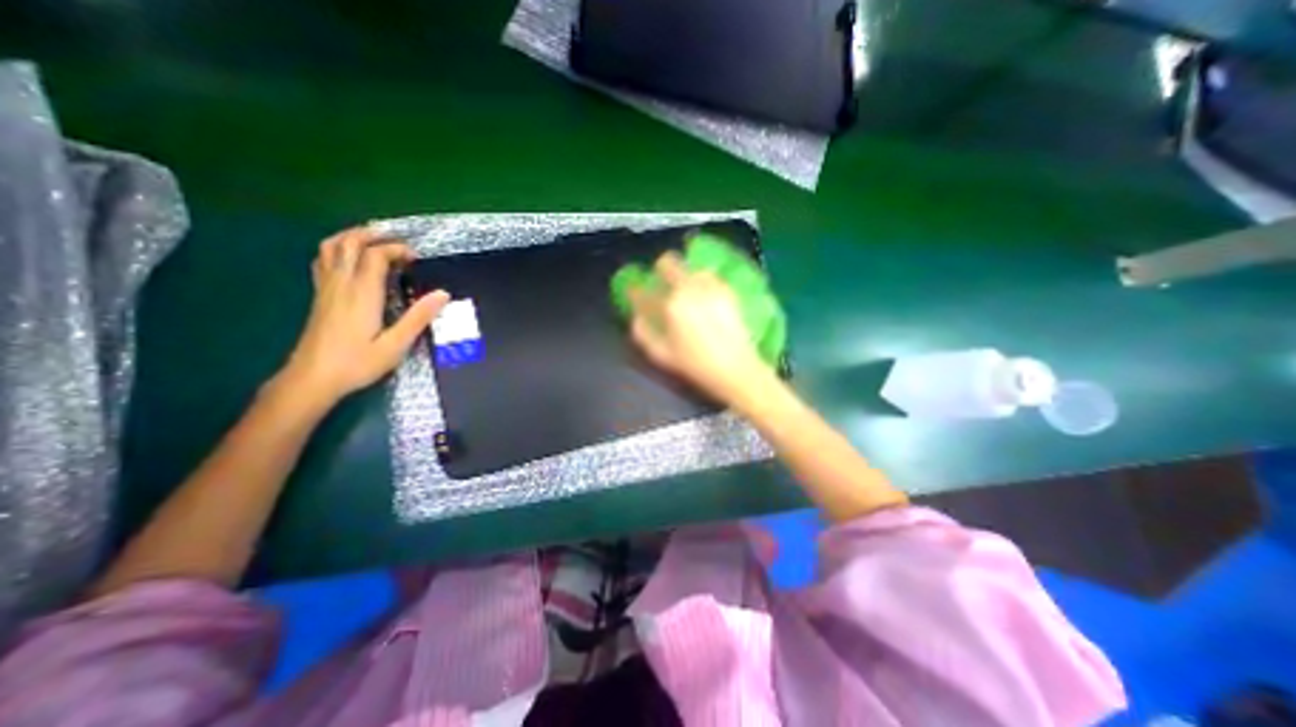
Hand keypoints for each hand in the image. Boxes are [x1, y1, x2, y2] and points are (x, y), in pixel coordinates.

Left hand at [280, 225, 452, 409]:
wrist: (312, 379)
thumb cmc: (357, 363)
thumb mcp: (396, 344)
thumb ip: (419, 317)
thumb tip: (443, 294)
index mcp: (361, 294)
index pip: (375, 256)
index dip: (396, 249)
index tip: (416, 257)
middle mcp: (340, 284)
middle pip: (348, 243)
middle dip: (373, 235)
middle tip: (396, 240)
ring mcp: (325, 289)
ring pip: (330, 248)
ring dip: (352, 237)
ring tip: (373, 240)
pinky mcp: (319, 296)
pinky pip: (324, 261)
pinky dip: (339, 250)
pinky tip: (350, 259)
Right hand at [632, 253, 773, 406]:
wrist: (735, 368)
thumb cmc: (695, 365)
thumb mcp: (662, 355)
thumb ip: (643, 334)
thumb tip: (637, 317)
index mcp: (669, 306)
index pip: (644, 291)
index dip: (635, 290)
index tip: (635, 292)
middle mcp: (688, 290)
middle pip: (668, 263)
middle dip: (661, 268)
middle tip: (662, 280)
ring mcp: (710, 287)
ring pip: (691, 267)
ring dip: (684, 275)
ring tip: (687, 290)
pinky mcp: (727, 290)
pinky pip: (710, 276)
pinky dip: (703, 281)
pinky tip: (704, 295)